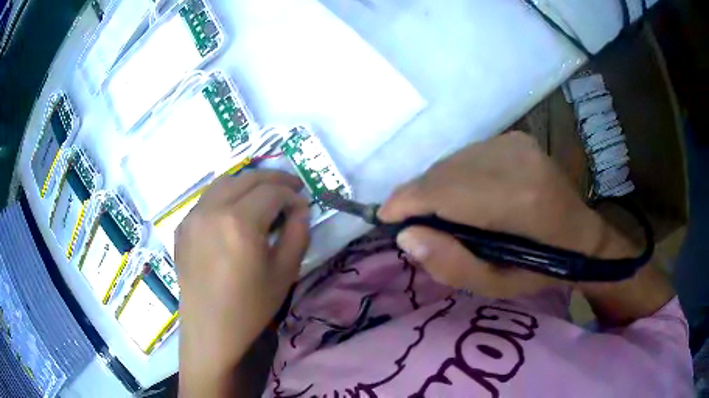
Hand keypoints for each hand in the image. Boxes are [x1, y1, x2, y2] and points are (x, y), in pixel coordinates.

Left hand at [175, 171, 309, 395]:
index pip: (272, 192)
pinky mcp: (182, 227)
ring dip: (247, 183)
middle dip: (273, 179)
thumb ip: (298, 233)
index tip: (303, 206)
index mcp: (239, 222)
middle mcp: (212, 210)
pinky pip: (206, 200)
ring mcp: (192, 216)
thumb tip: (300, 209)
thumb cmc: (250, 307)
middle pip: (247, 179)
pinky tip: (234, 212)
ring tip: (263, 194)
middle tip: (291, 188)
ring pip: (223, 183)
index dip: (292, 195)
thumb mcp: (285, 272)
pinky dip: (226, 196)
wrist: (211, 330)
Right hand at [379, 131, 635, 298]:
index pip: (446, 191)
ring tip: (434, 212)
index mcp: (519, 202)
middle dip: (416, 196)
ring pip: (452, 161)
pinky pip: (467, 155)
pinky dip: (453, 175)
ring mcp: (517, 144)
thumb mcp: (496, 287)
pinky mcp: (516, 138)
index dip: (407, 202)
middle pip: (444, 172)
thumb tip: (406, 235)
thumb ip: (451, 265)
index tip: (384, 219)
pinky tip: (461, 195)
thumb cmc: (541, 270)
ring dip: (434, 185)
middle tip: (408, 221)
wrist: (582, 236)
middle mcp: (516, 160)